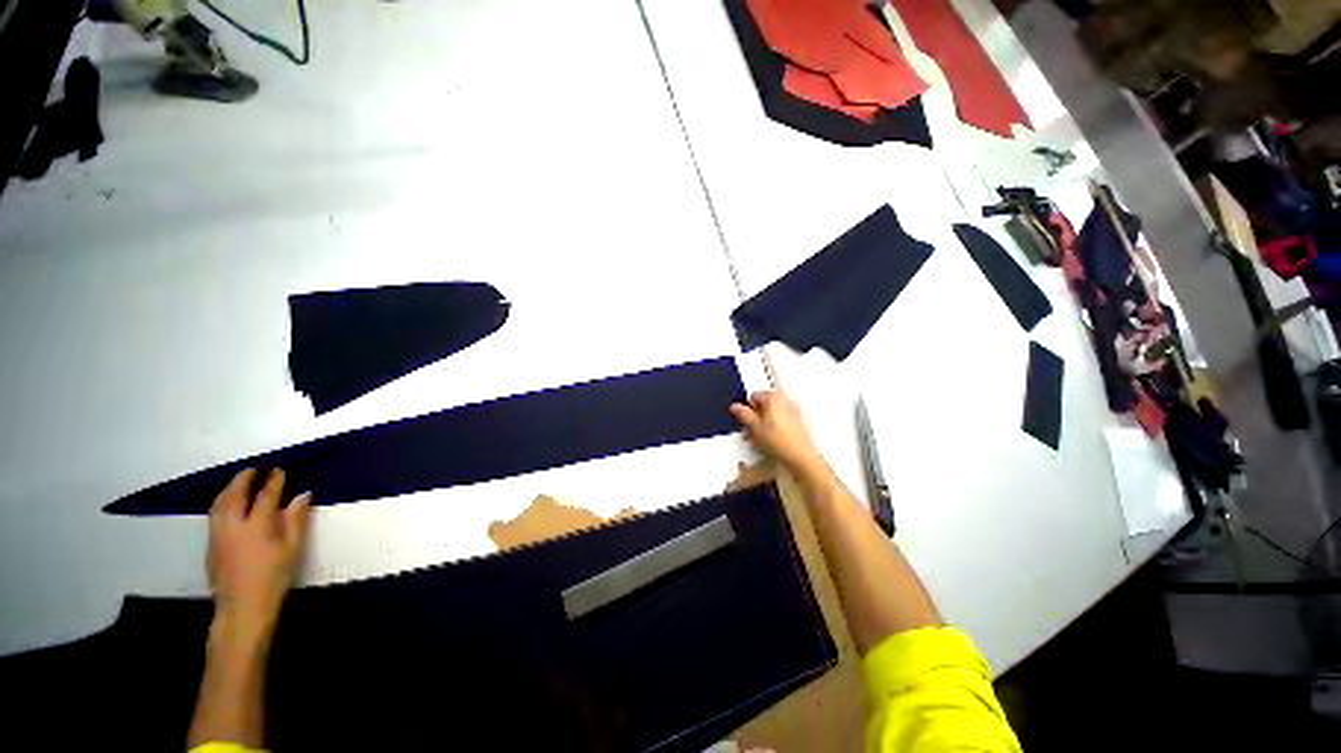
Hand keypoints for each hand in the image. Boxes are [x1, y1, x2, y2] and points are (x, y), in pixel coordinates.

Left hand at [207, 468, 311, 645]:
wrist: (242, 607)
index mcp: (257, 526)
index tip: (279, 471)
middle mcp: (233, 526)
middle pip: (234, 495)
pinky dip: (221, 504)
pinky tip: (227, 506)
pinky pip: (214, 516)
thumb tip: (303, 496)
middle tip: (253, 470)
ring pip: (219, 505)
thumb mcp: (292, 549)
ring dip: (228, 490)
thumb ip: (297, 520)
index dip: (274, 482)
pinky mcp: (210, 546)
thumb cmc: (274, 577)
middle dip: (243, 480)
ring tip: (237, 483)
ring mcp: (217, 536)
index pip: (266, 496)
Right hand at [730, 391, 824, 473]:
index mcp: (774, 397)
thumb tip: (736, 407)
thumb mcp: (754, 428)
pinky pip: (781, 419)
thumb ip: (743, 414)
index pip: (753, 395)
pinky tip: (771, 439)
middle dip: (756, 414)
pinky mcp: (798, 421)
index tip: (744, 420)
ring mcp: (793, 410)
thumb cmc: (781, 442)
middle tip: (751, 429)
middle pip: (764, 403)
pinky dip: (774, 425)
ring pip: (772, 412)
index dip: (746, 408)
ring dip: (764, 421)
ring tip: (760, 437)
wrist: (801, 457)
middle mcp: (785, 400)